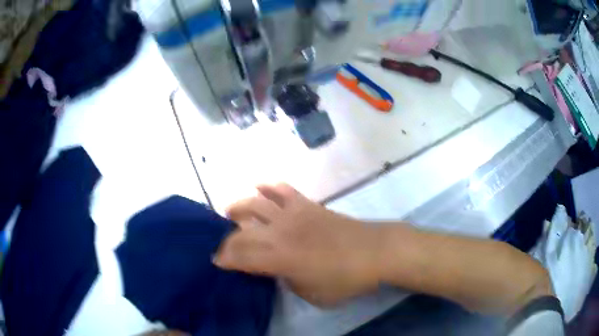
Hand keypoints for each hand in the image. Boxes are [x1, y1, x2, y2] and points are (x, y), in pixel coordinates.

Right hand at [214, 184, 380, 305]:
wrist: (375, 251)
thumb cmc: (346, 279)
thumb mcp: (311, 293)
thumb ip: (288, 280)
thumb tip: (278, 268)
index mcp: (280, 259)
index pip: (240, 256)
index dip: (224, 259)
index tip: (217, 261)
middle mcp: (280, 232)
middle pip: (242, 230)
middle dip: (227, 238)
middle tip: (225, 244)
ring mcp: (293, 214)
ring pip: (255, 203)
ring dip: (238, 206)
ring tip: (231, 212)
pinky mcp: (307, 204)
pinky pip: (282, 189)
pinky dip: (267, 186)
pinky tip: (259, 187)